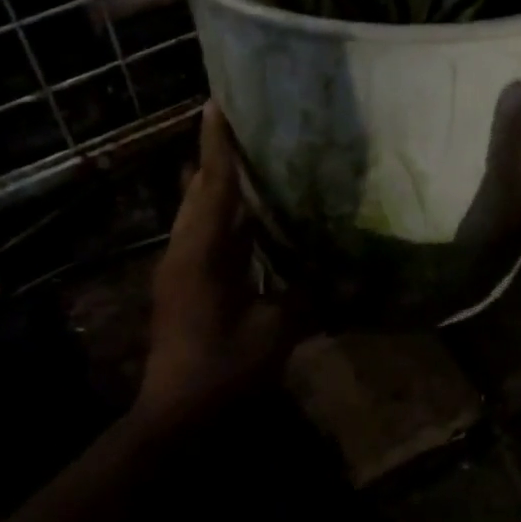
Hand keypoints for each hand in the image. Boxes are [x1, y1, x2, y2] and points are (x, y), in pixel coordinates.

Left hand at [136, 101, 298, 427]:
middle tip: (249, 122)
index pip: (212, 185)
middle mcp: (183, 251)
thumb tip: (345, 272)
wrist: (174, 420)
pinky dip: (226, 216)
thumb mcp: (275, 334)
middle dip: (219, 154)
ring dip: (221, 184)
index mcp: (200, 254)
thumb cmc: (222, 373)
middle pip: (200, 190)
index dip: (217, 143)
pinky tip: (252, 216)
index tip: (218, 101)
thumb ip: (309, 297)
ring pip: (199, 212)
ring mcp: (180, 268)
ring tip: (253, 157)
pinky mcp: (184, 284)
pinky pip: (205, 235)